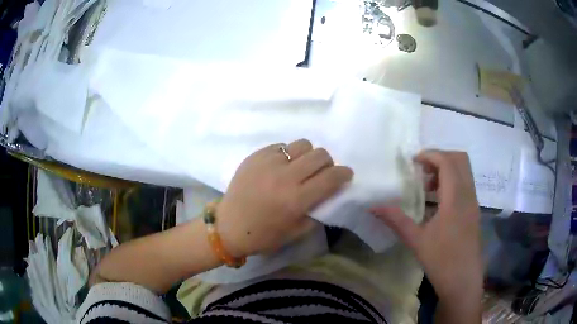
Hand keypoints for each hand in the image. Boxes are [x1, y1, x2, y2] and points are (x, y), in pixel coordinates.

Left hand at [217, 139, 352, 257]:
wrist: (229, 225)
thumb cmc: (263, 235)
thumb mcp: (297, 231)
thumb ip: (318, 211)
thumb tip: (330, 193)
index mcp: (296, 199)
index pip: (331, 177)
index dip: (344, 173)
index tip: (346, 175)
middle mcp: (285, 176)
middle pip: (320, 155)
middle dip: (328, 163)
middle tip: (322, 173)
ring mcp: (269, 162)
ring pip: (302, 144)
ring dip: (308, 155)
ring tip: (301, 167)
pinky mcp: (256, 155)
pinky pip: (282, 146)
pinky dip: (288, 154)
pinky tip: (281, 167)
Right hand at [371, 150, 482, 303]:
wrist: (463, 281)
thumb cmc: (441, 260)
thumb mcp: (416, 241)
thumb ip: (396, 220)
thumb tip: (373, 206)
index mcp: (456, 198)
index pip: (447, 161)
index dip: (430, 155)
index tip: (412, 162)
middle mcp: (468, 194)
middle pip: (460, 159)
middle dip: (440, 157)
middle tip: (422, 170)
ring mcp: (473, 202)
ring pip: (464, 171)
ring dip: (446, 169)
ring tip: (427, 186)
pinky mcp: (474, 211)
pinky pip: (465, 184)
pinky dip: (452, 181)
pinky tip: (438, 201)